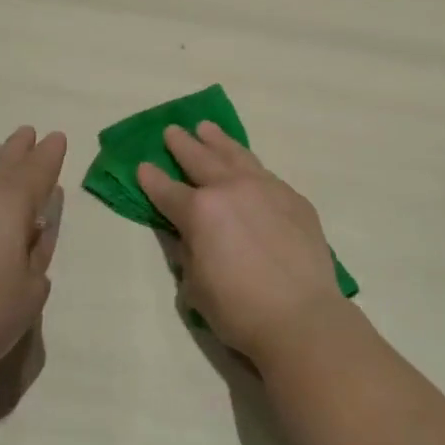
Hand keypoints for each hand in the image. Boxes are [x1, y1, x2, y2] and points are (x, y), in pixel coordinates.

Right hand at [136, 123, 345, 366]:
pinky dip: (248, 165)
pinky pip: (265, 173)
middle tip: (172, 130)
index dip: (151, 179)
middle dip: (183, 144)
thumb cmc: (239, 310)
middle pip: (201, 159)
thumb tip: (190, 237)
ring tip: (207, 127)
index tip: (142, 165)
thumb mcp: (196, 287)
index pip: (167, 190)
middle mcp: (231, 189)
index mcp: (200, 211)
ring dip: (218, 140)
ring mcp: (267, 188)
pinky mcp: (294, 198)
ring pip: (236, 155)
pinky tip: (246, 165)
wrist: (301, 316)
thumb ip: (188, 254)